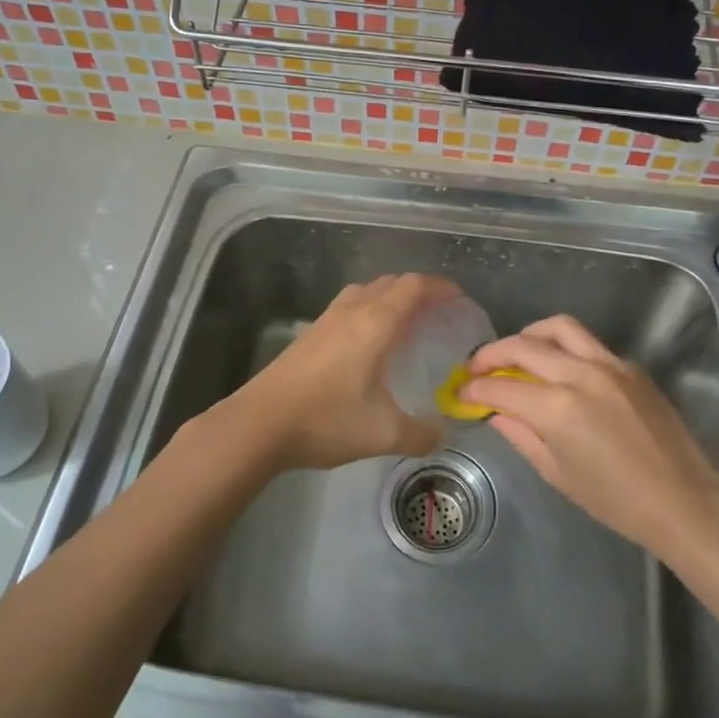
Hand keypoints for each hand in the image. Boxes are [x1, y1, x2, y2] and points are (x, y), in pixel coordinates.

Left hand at [221, 273, 459, 472]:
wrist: (259, 423)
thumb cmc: (326, 420)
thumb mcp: (383, 434)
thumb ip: (420, 434)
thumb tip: (442, 435)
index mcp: (375, 322)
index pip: (415, 286)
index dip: (441, 287)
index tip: (459, 300)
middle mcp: (352, 311)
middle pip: (391, 282)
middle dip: (419, 290)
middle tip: (438, 314)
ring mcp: (326, 319)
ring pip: (366, 291)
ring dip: (390, 297)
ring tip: (406, 323)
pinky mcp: (309, 334)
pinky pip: (348, 306)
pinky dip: (369, 310)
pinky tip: (369, 343)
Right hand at [461, 315, 718, 553]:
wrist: (683, 501)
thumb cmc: (615, 501)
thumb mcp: (557, 473)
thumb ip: (521, 434)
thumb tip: (495, 412)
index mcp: (557, 408)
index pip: (501, 386)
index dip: (474, 389)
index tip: (460, 392)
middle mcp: (580, 374)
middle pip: (523, 346)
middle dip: (491, 354)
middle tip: (477, 368)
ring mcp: (609, 364)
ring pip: (558, 328)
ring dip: (528, 335)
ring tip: (516, 354)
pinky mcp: (630, 366)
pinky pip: (587, 344)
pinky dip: (563, 347)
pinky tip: (558, 370)